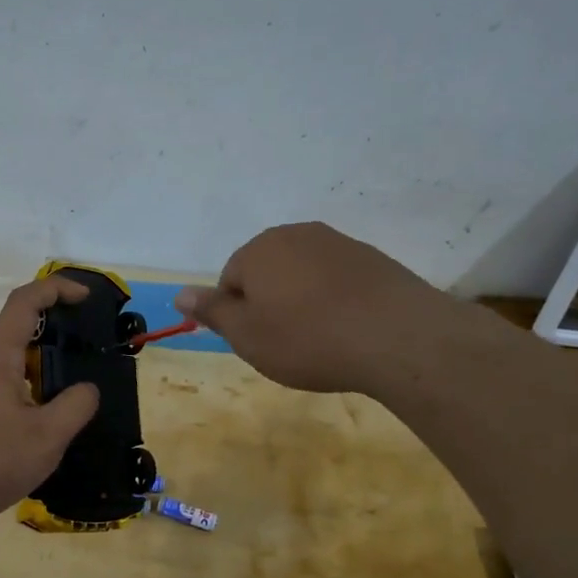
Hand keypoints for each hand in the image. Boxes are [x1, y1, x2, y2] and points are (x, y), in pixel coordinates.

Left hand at [0, 275, 100, 533]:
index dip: (56, 288)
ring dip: (45, 372)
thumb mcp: (46, 436)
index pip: (24, 302)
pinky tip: (46, 427)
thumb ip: (75, 407)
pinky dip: (31, 396)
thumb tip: (87, 390)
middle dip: (57, 335)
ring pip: (13, 368)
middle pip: (20, 334)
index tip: (85, 297)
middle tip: (90, 353)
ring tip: (76, 396)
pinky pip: (5, 393)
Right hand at [175, 222, 446, 394]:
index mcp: (259, 250)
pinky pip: (337, 280)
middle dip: (270, 304)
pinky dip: (335, 301)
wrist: (397, 337)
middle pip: (267, 271)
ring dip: (303, 302)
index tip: (258, 342)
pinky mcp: (373, 258)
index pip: (230, 279)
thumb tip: (180, 293)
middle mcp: (296, 235)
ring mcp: (338, 243)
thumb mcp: (248, 336)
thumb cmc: (308, 340)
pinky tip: (348, 329)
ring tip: (319, 339)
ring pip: (303, 275)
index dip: (238, 315)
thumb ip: (212, 311)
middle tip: (285, 343)